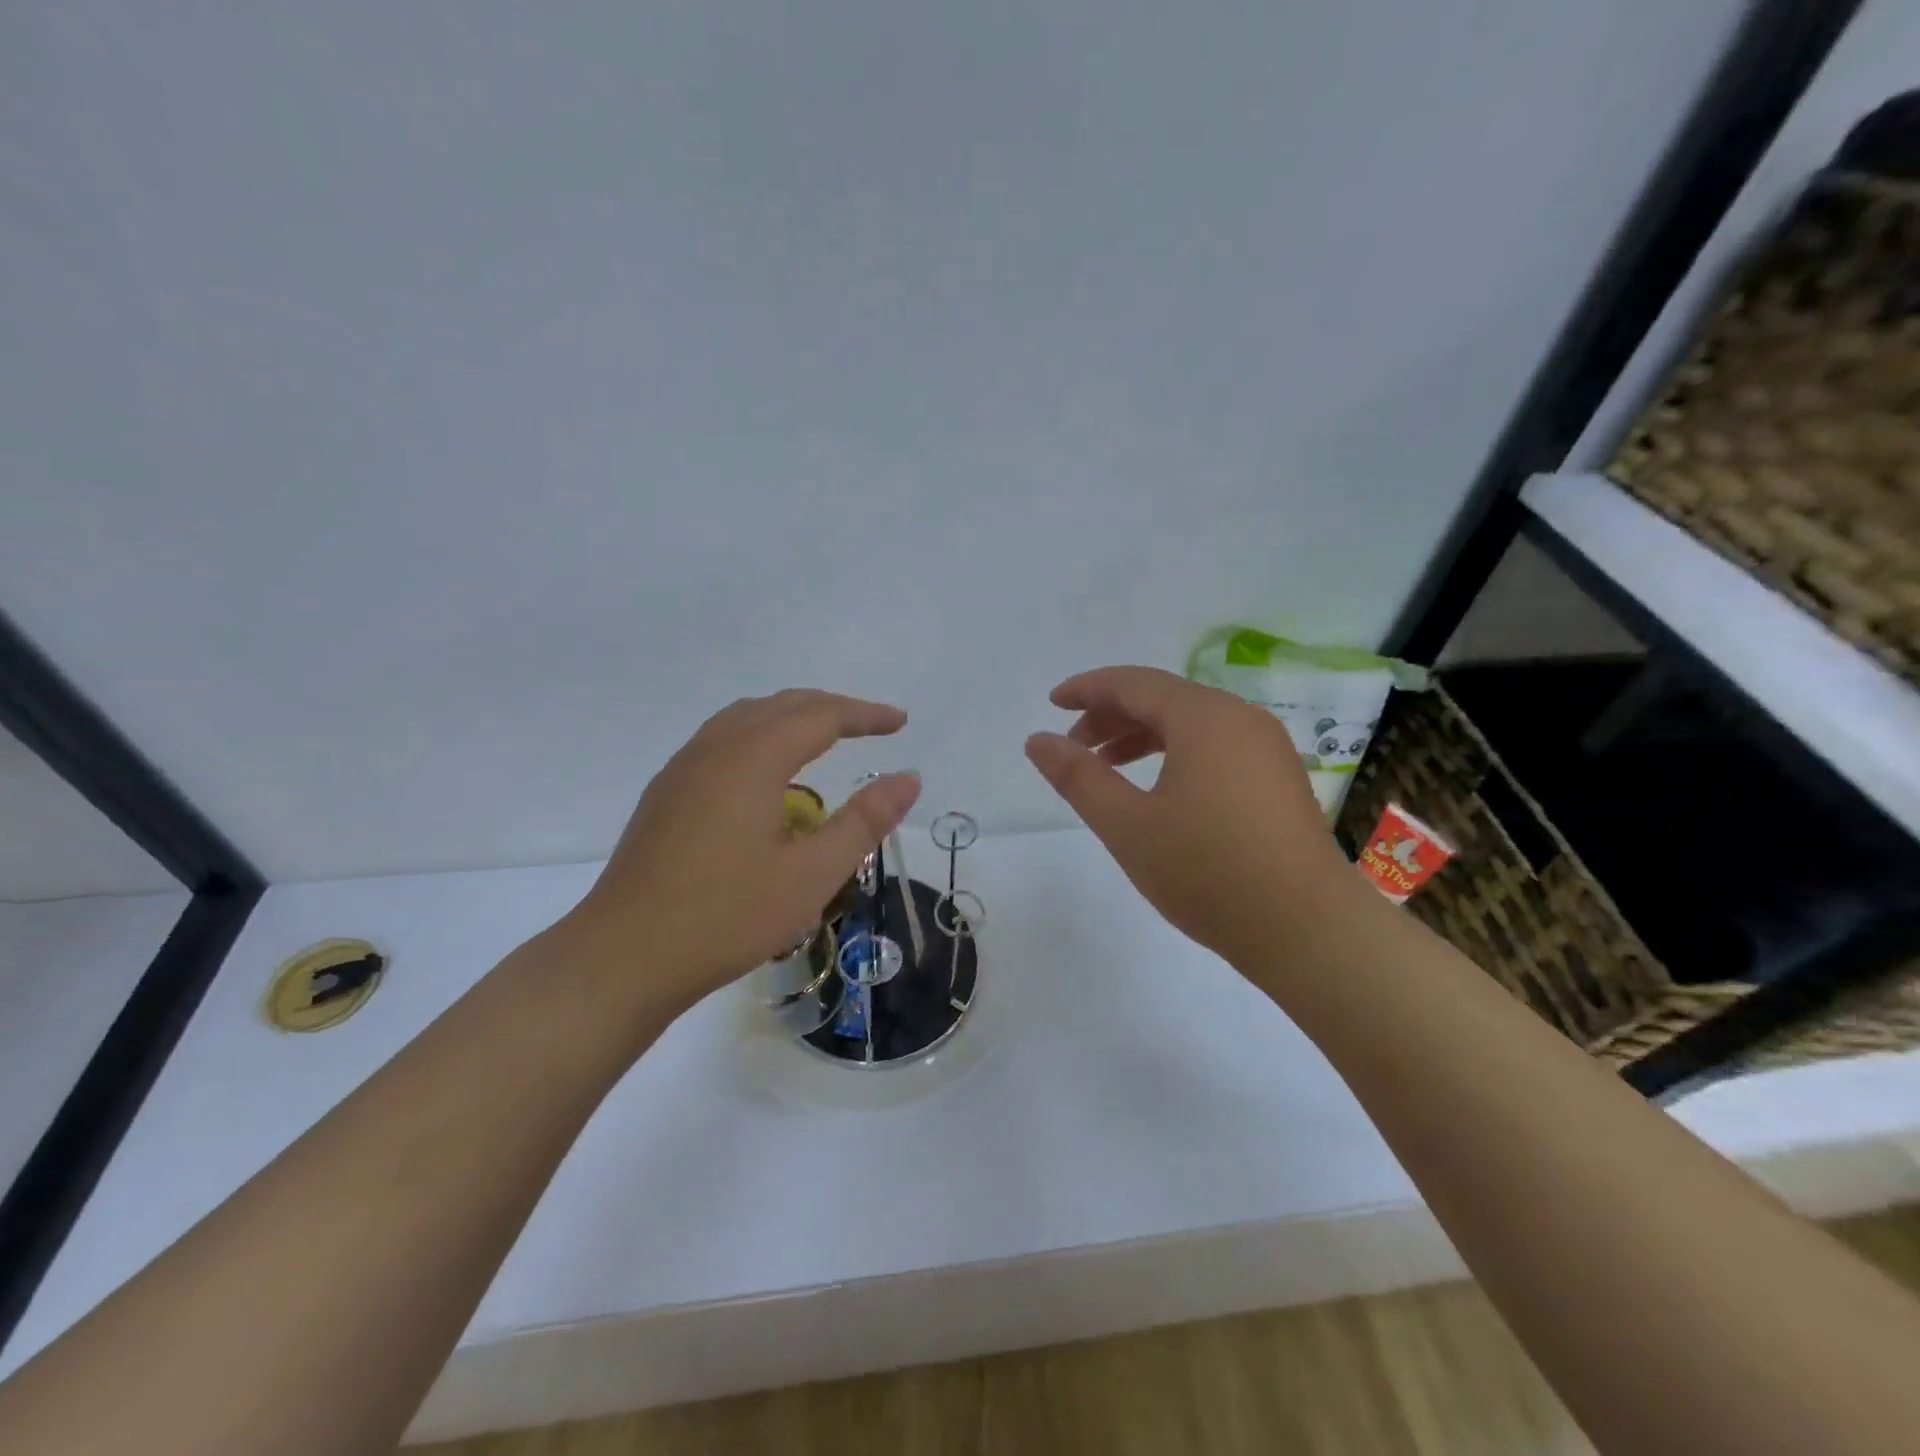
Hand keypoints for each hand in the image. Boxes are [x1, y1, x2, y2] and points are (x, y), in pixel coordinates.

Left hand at [553, 690, 920, 1023]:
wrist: (623, 956)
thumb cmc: (726, 916)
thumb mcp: (812, 874)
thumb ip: (864, 821)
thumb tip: (909, 778)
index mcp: (752, 758)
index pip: (821, 715)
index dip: (865, 715)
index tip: (901, 722)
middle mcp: (715, 748)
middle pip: (781, 705)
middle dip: (832, 708)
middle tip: (872, 726)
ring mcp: (683, 769)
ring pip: (746, 718)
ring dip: (792, 717)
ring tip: (825, 738)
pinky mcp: (666, 793)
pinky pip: (722, 739)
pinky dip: (760, 736)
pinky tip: (767, 774)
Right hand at [1025, 666, 1358, 971]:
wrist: (1307, 930)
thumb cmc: (1208, 872)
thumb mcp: (1127, 825)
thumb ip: (1078, 777)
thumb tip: (1037, 740)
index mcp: (1204, 717)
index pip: (1134, 683)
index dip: (1088, 689)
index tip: (1052, 704)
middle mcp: (1240, 718)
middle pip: (1164, 699)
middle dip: (1112, 716)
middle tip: (1074, 748)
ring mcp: (1266, 747)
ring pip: (1191, 724)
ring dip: (1142, 736)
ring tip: (1107, 769)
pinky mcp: (1278, 777)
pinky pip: (1215, 746)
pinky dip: (1175, 754)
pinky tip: (1157, 789)